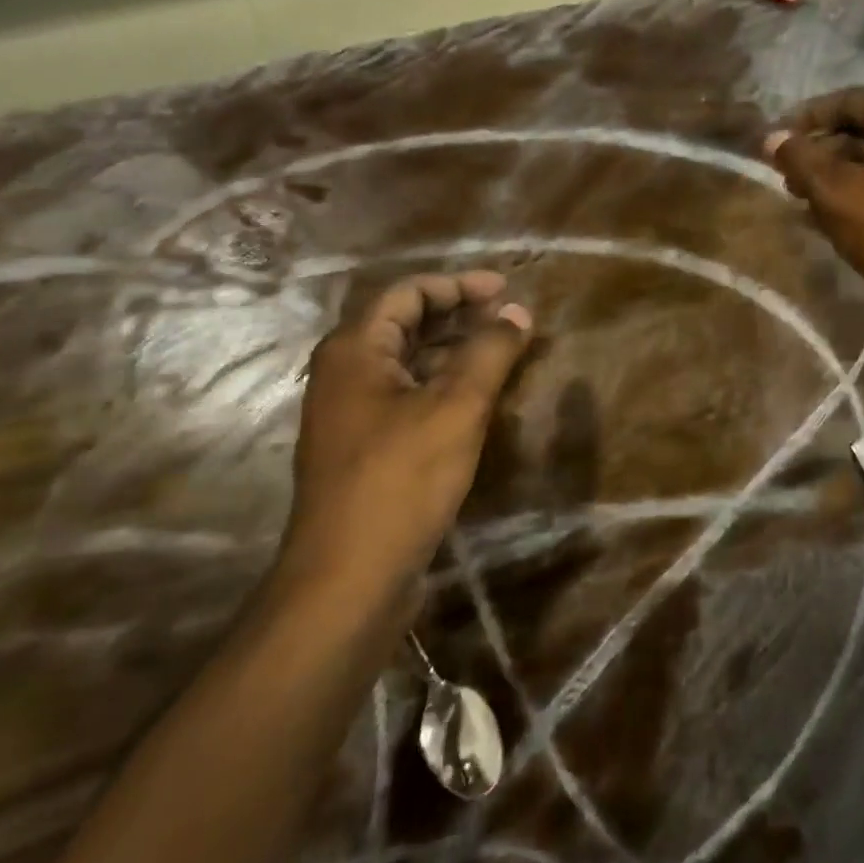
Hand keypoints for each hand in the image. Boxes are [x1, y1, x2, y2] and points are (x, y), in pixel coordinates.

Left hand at [275, 272, 533, 616]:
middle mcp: (344, 373)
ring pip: (406, 363)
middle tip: (508, 318)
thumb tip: (519, 312)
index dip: (459, 284)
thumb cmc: (401, 479)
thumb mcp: (456, 407)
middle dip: (458, 315)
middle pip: (404, 324)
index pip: (408, 292)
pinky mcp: (363, 448)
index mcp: (355, 349)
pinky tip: (475, 400)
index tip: (506, 289)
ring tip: (500, 353)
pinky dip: (441, 386)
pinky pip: (405, 397)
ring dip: (452, 351)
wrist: (348, 578)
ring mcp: (350, 413)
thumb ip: (489, 352)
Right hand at [764, 88, 863, 310]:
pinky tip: (835, 218)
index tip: (778, 140)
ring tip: (804, 199)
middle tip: (788, 174)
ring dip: (838, 174)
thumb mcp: (836, 192)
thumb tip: (773, 137)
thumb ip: (800, 159)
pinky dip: (861, 192)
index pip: (852, 99)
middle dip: (821, 148)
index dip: (809, 115)